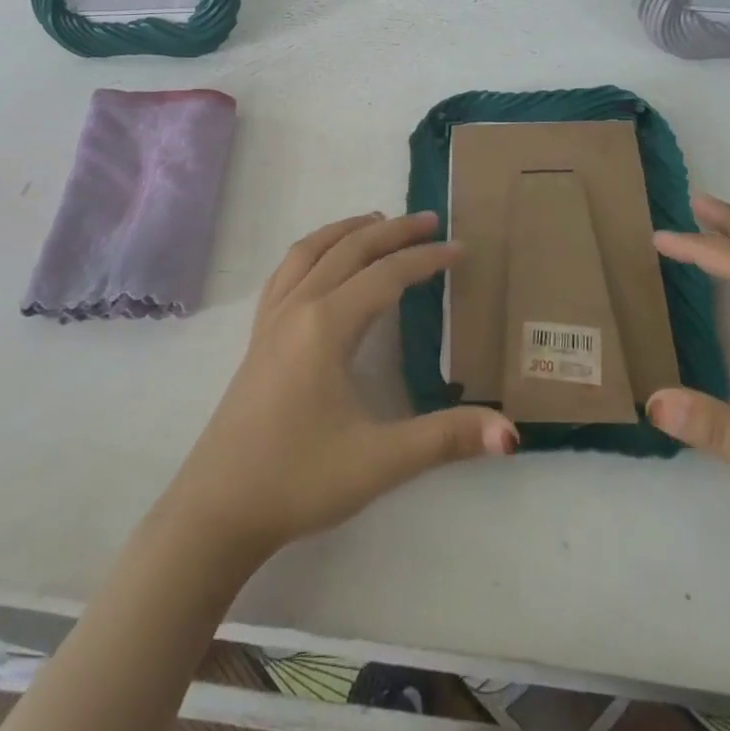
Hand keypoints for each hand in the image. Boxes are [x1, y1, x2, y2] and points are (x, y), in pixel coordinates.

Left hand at [155, 212, 517, 560]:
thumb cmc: (299, 480)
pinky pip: (286, 272)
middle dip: (390, 231)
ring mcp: (270, 319)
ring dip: (346, 231)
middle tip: (428, 220)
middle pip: (348, 250)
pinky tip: (321, 261)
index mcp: (326, 325)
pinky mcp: (257, 337)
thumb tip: (511, 433)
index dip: (425, 259)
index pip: (385, 276)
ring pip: (309, 252)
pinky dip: (312, 250)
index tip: (459, 248)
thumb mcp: (380, 461)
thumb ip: (446, 439)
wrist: (218, 510)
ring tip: (376, 220)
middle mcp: (297, 308)